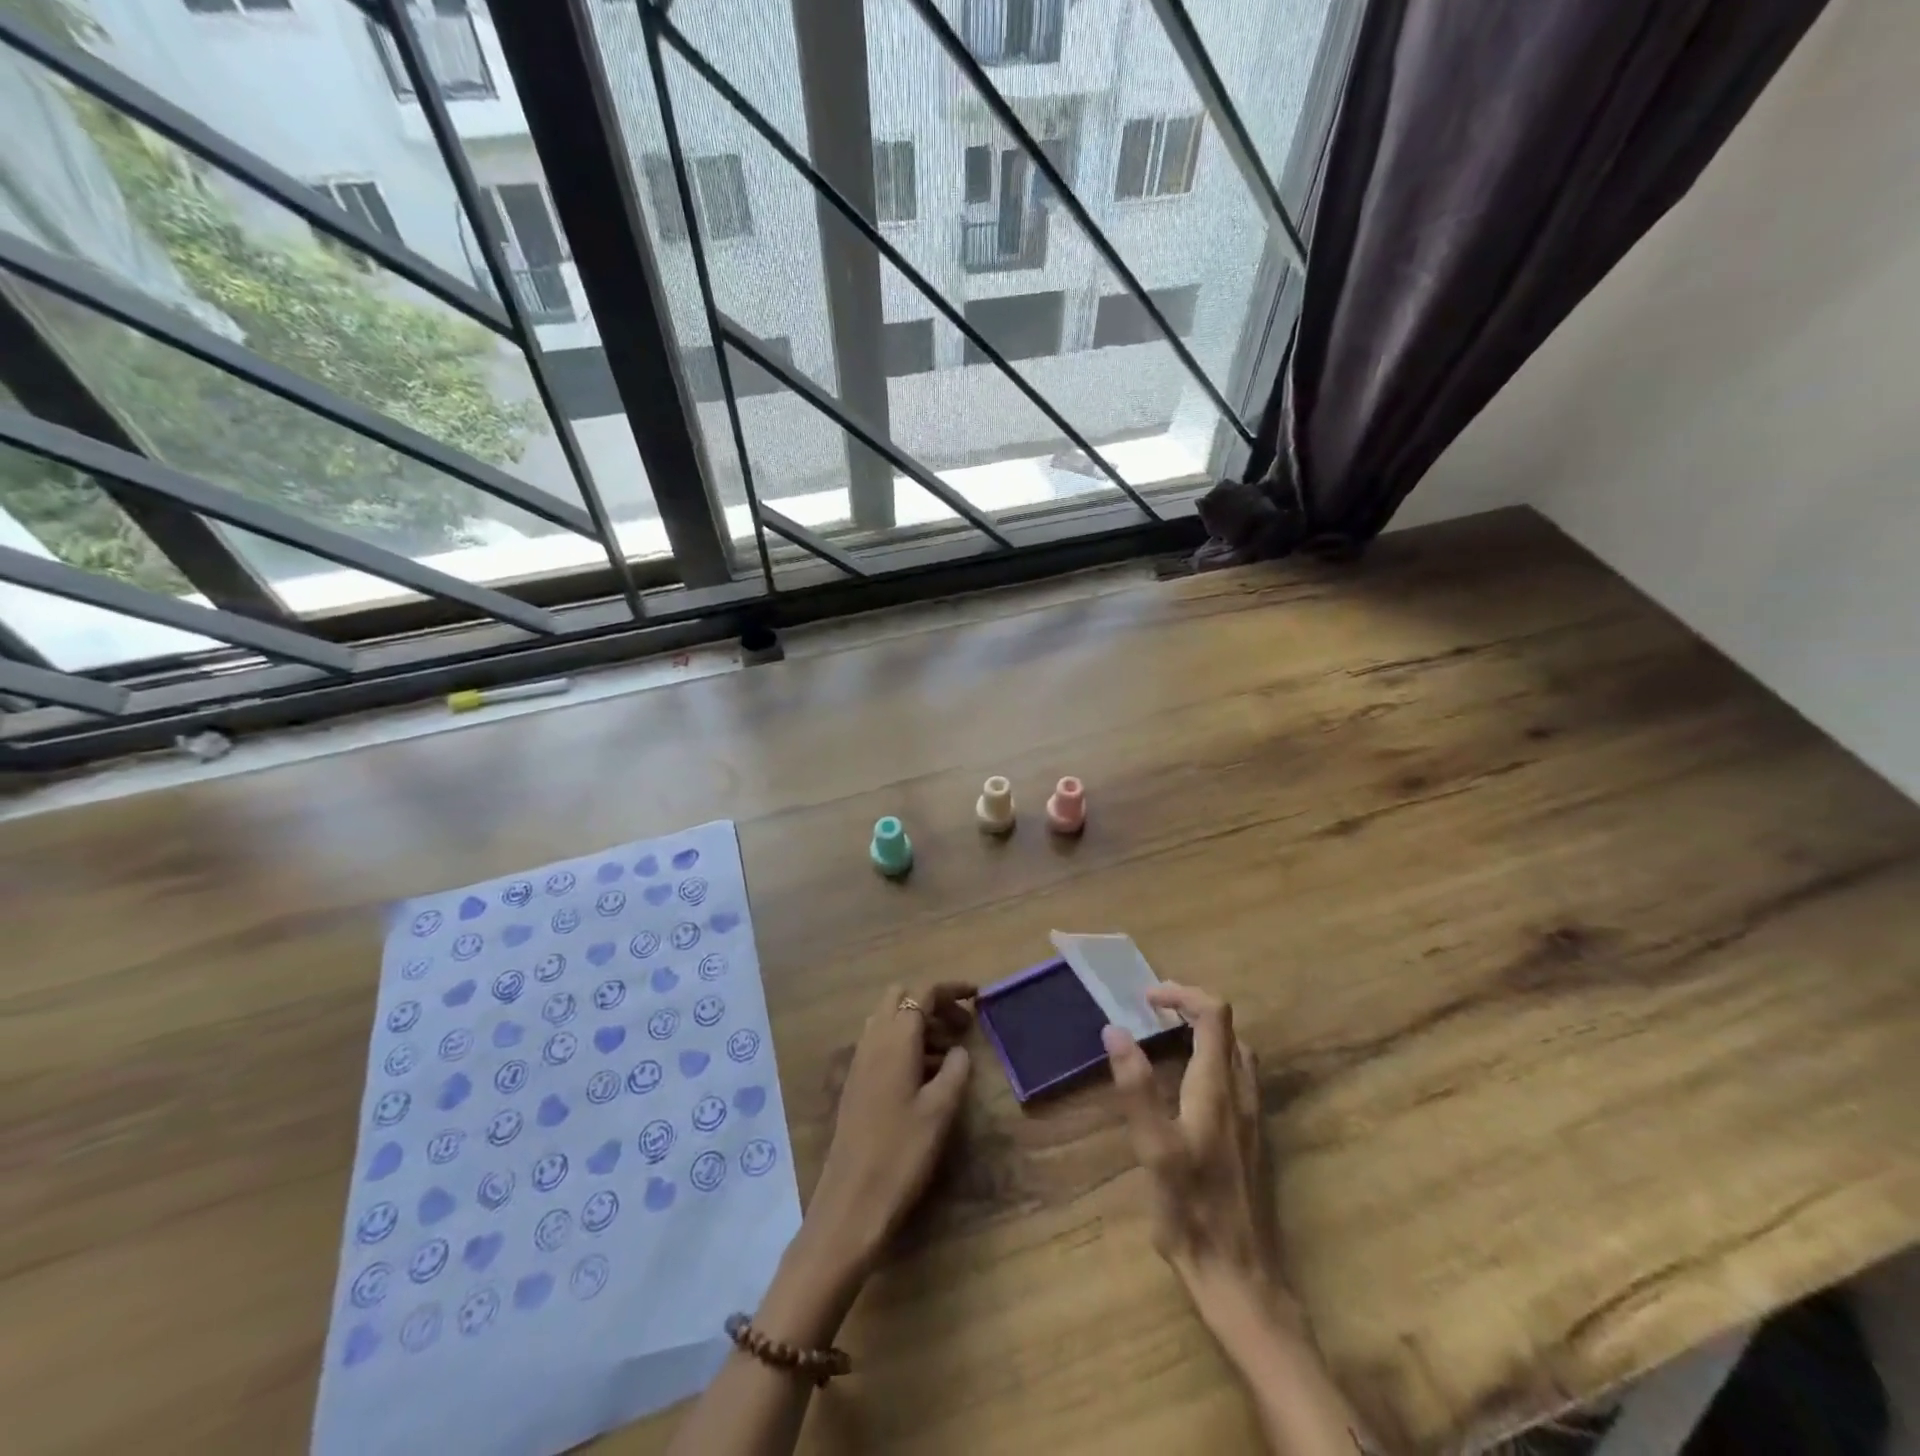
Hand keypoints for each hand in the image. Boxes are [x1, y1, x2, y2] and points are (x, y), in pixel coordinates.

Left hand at [804, 981, 975, 1277]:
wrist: (851, 1203)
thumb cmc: (901, 1152)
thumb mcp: (940, 1110)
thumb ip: (956, 1070)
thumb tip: (960, 1050)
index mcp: (895, 1038)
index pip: (923, 993)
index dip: (951, 989)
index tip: (978, 996)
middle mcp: (873, 1040)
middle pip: (900, 998)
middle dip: (931, 1004)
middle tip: (960, 1028)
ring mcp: (859, 1061)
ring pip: (889, 1020)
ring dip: (917, 1025)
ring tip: (949, 1055)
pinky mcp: (855, 1083)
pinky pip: (881, 1044)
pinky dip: (904, 1044)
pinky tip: (924, 1076)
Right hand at [1102, 984, 1289, 1318]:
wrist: (1242, 1280)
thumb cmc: (1192, 1212)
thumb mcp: (1154, 1150)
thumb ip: (1136, 1088)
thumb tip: (1115, 1030)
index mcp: (1217, 1088)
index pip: (1214, 1014)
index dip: (1182, 994)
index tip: (1146, 997)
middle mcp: (1241, 1095)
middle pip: (1228, 1030)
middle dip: (1191, 1009)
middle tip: (1152, 1014)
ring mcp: (1252, 1119)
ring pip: (1237, 1055)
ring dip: (1205, 1034)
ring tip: (1167, 1040)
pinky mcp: (1252, 1141)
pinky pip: (1238, 1080)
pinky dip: (1213, 1061)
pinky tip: (1188, 1088)